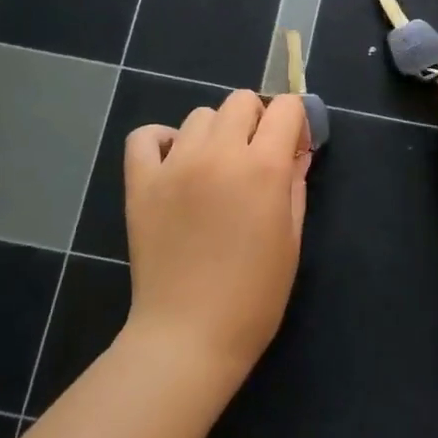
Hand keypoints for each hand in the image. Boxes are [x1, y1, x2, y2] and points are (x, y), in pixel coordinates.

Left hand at [121, 91, 311, 387]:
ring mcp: (175, 165)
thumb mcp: (292, 239)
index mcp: (263, 168)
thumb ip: (295, 185)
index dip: (295, 123)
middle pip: (241, 101)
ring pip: (200, 115)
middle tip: (256, 157)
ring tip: (215, 168)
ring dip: (216, 132)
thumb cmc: (255, 296)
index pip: (286, 109)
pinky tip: (175, 163)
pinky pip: (146, 136)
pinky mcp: (141, 183)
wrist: (190, 336)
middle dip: (257, 120)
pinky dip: (163, 140)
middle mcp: (219, 154)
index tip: (292, 148)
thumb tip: (296, 153)